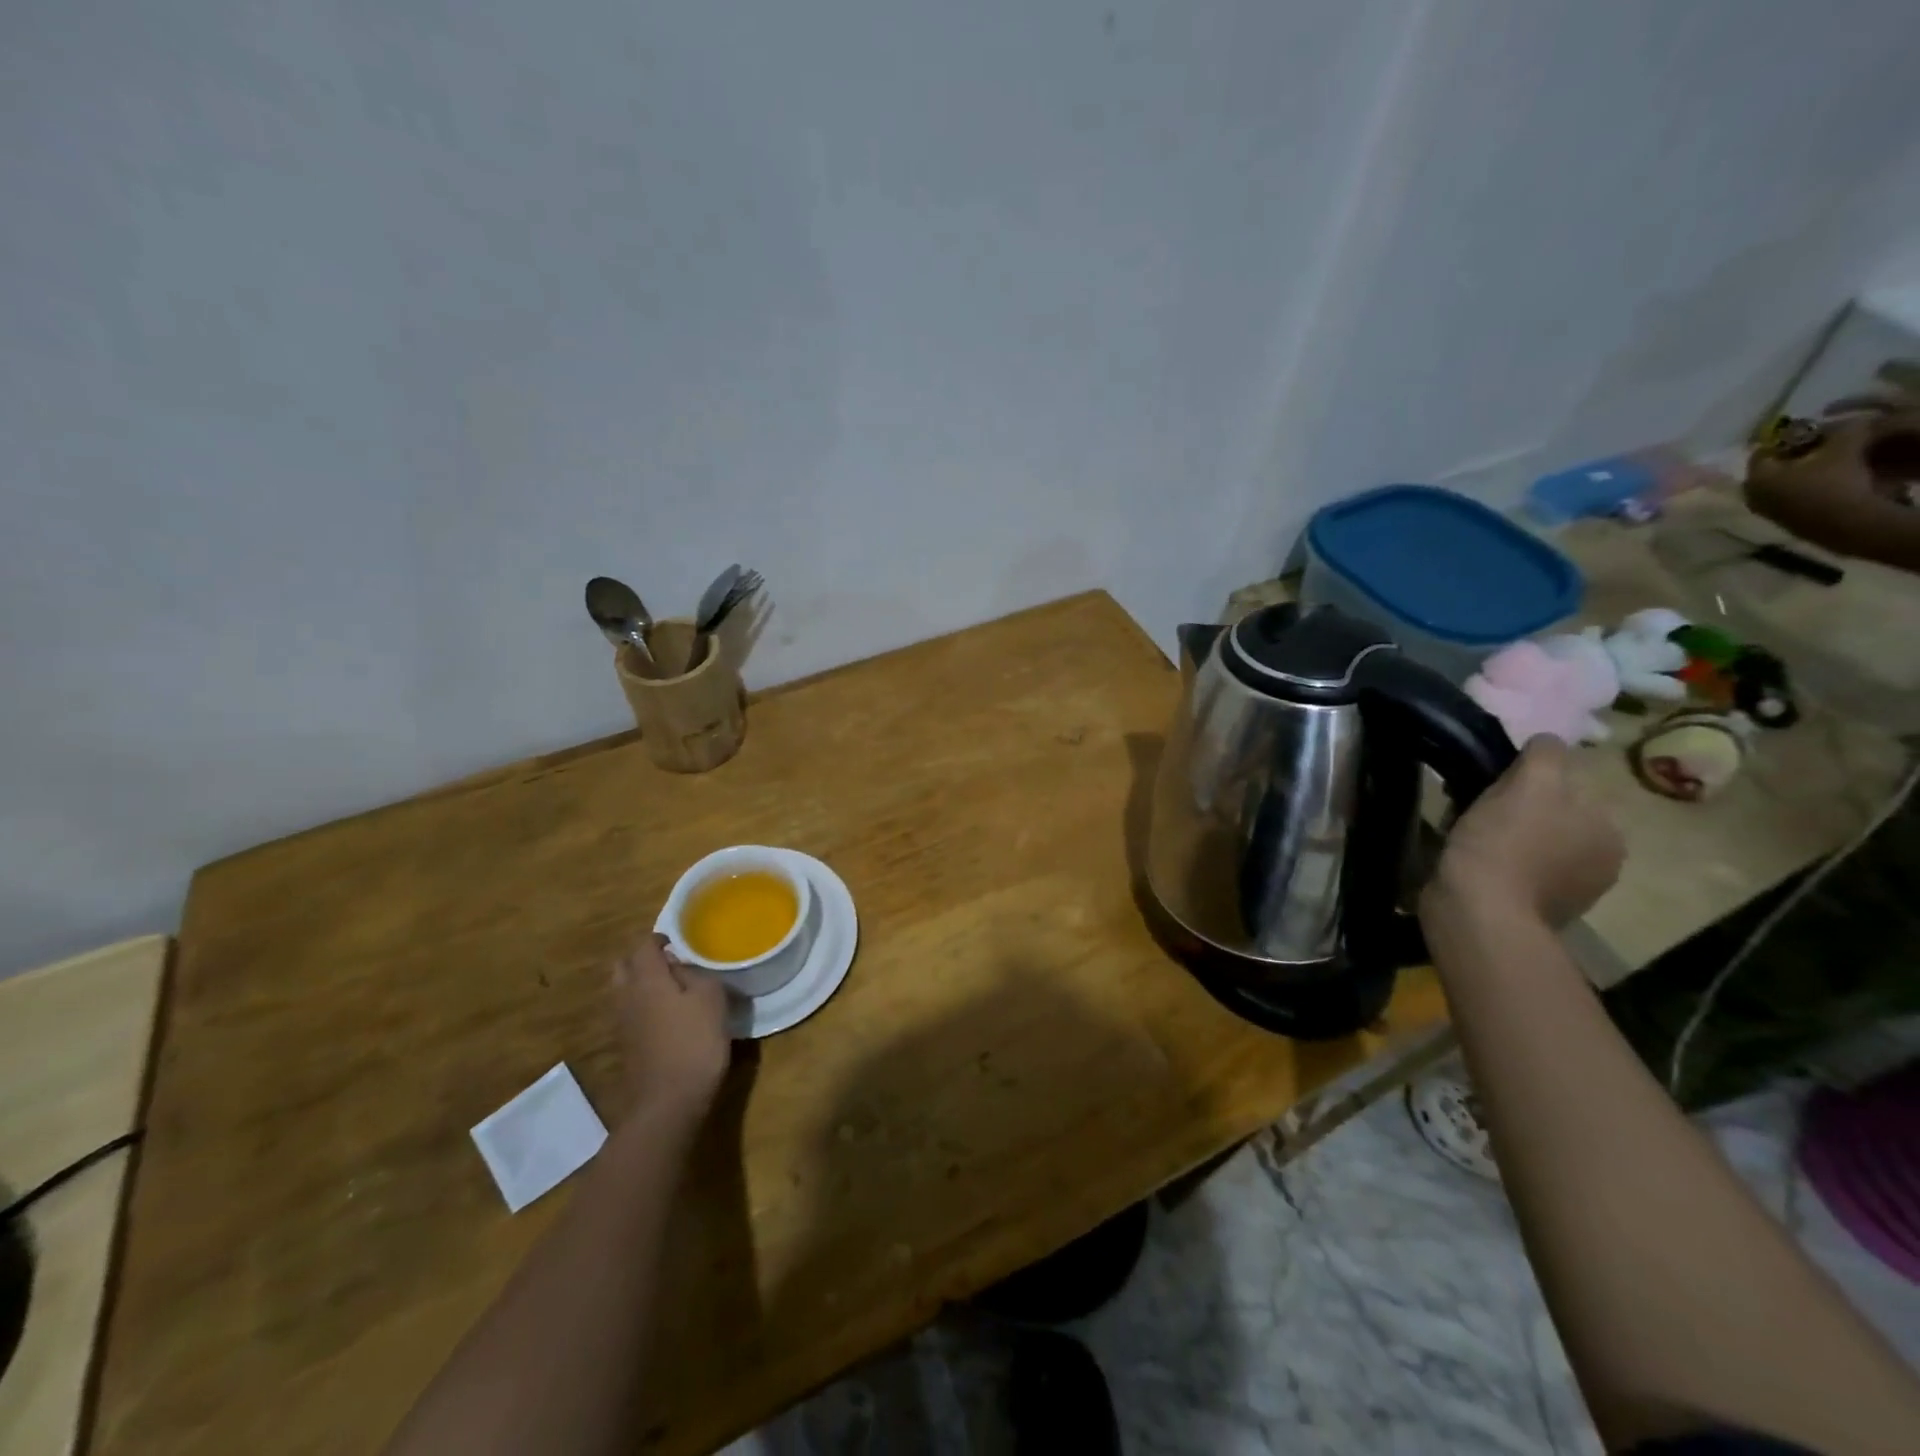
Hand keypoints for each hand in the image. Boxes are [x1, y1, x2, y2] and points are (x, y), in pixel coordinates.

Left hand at [610, 933, 731, 1124]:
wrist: (667, 1103)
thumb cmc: (694, 1042)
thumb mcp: (711, 998)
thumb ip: (697, 974)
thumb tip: (682, 969)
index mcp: (646, 978)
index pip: (643, 945)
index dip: (660, 939)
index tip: (678, 942)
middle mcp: (626, 996)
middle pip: (624, 966)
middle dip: (643, 959)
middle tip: (670, 963)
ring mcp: (621, 1024)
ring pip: (624, 991)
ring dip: (641, 984)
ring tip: (672, 989)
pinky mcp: (626, 1047)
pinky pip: (629, 1014)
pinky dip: (643, 1007)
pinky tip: (667, 1017)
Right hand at [1427, 735, 1623, 928]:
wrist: (1478, 913)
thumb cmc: (1505, 844)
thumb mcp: (1530, 784)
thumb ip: (1546, 755)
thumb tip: (1547, 740)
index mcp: (1609, 830)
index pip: (1570, 785)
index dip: (1529, 779)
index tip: (1493, 783)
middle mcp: (1600, 861)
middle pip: (1551, 814)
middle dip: (1516, 807)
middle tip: (1473, 806)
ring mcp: (1568, 891)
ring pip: (1530, 842)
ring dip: (1502, 835)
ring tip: (1465, 835)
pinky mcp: (1532, 910)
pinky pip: (1512, 870)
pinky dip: (1493, 862)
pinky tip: (1468, 861)